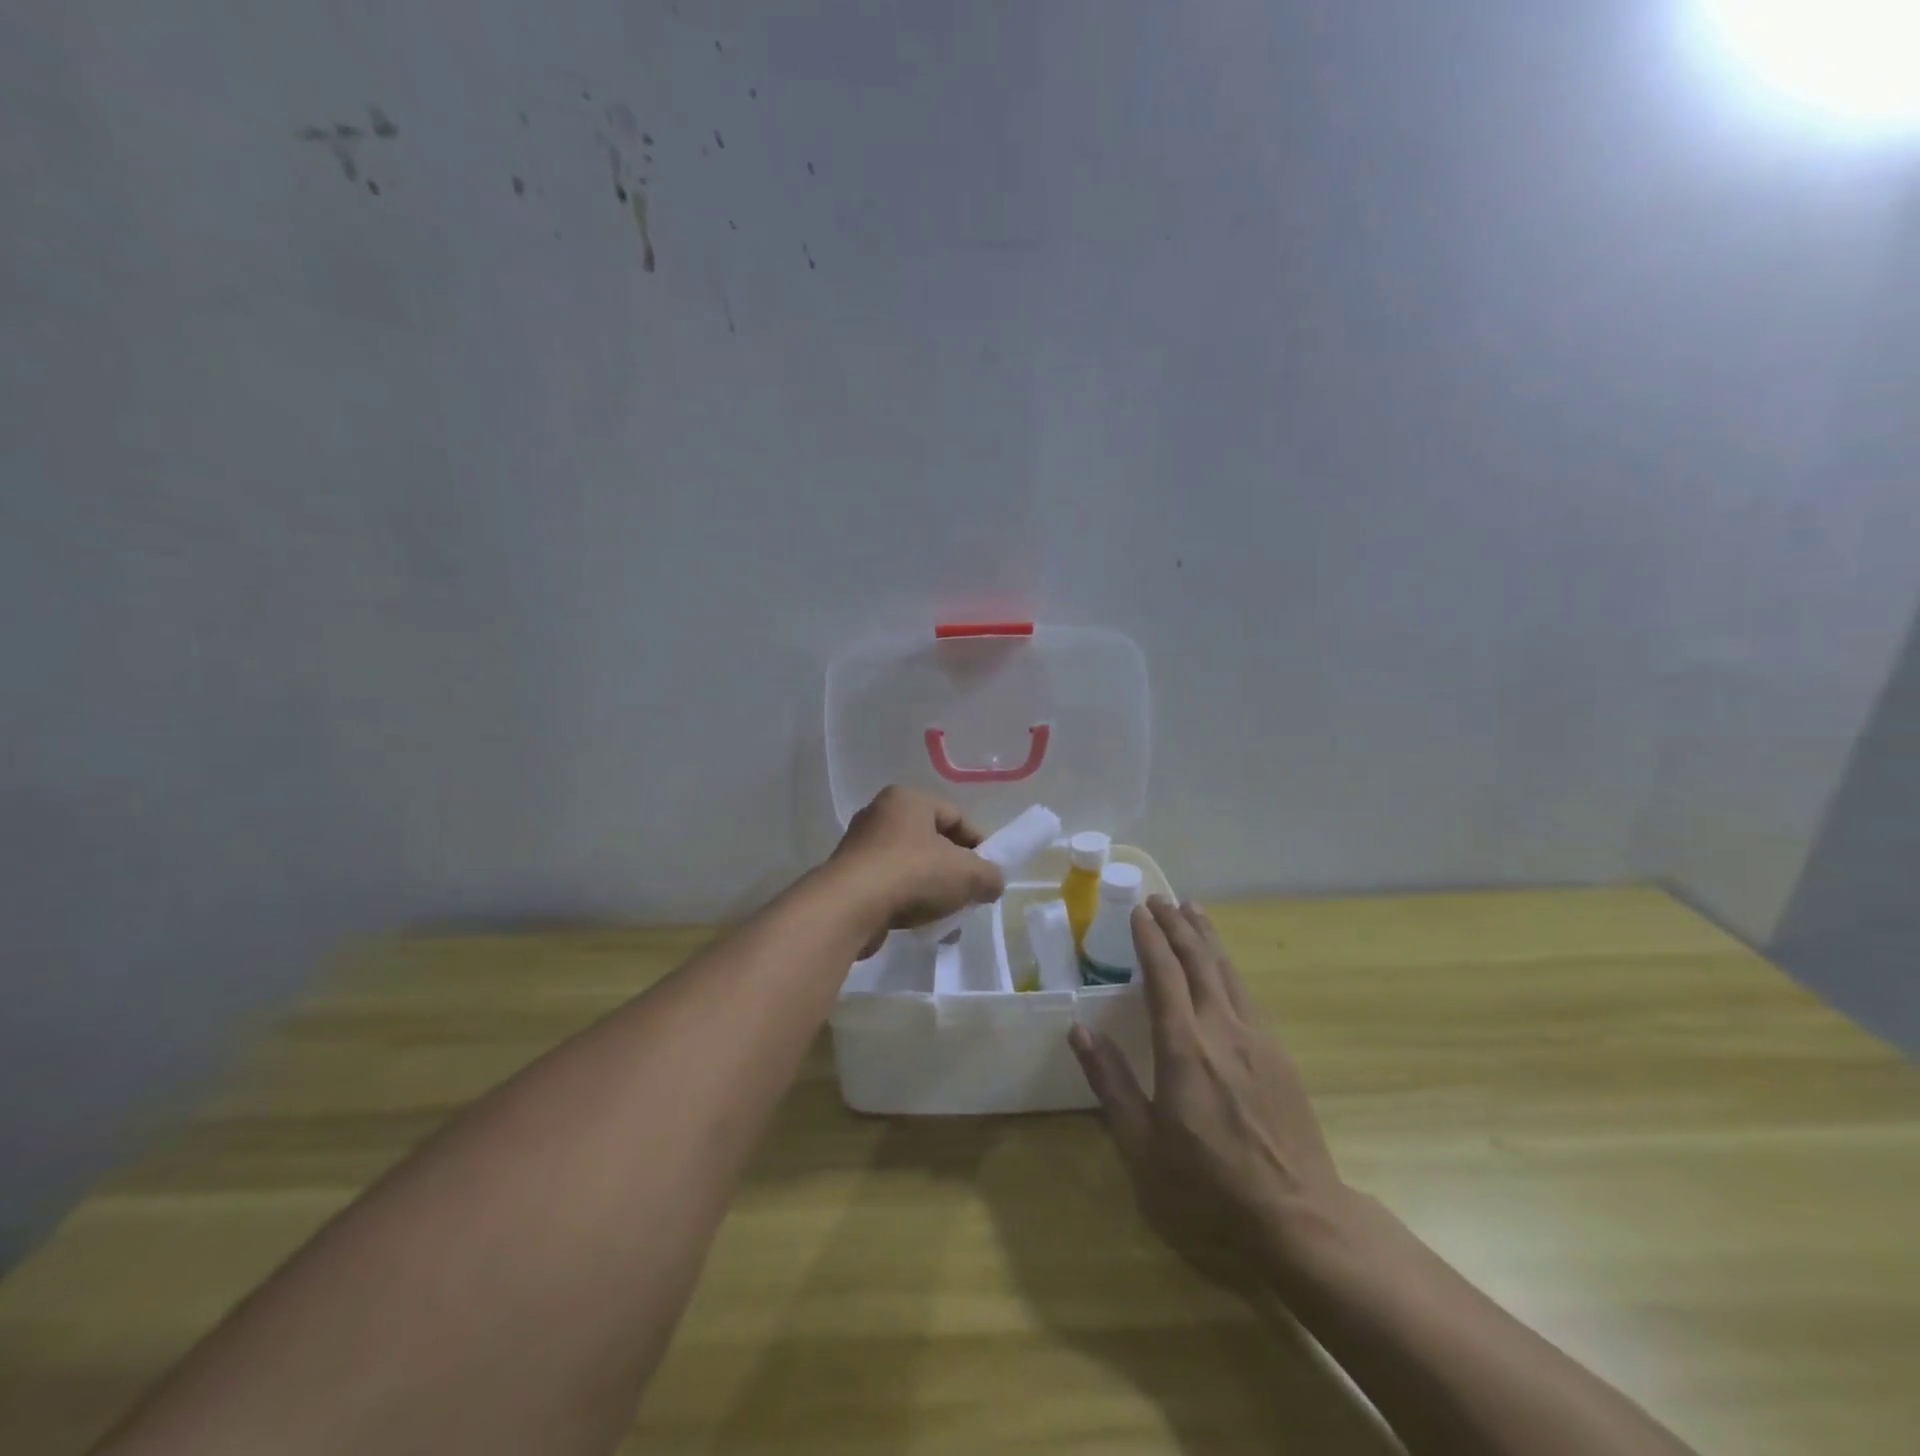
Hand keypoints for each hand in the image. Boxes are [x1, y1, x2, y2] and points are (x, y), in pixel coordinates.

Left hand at [827, 785, 1005, 954]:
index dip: (978, 844)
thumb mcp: (967, 873)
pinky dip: (908, 903)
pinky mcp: (848, 878)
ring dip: (932, 892)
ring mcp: (860, 847)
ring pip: (910, 868)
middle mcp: (880, 815)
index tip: (989, 873)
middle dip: (954, 871)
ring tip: (948, 920)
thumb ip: (990, 875)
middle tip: (969, 895)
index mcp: (908, 800)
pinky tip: (922, 928)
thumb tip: (993, 883)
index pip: (955, 816)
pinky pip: (889, 887)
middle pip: (931, 842)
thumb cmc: (912, 874)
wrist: (849, 908)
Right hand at [1068, 898, 1351, 1283]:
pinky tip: (1222, 966)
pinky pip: (1246, 993)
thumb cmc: (1209, 1186)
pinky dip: (1227, 966)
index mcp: (1184, 1047)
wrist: (1300, 1216)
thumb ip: (1111, 1083)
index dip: (1149, 938)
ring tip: (1192, 909)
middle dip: (1177, 925)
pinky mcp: (1278, 1053)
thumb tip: (1079, 1031)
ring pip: (1227, 971)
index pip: (1164, 974)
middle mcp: (1222, 1029)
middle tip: (1159, 898)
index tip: (1137, 910)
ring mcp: (1256, 1038)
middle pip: (1199, 960)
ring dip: (1206, 936)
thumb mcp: (1143, 1145)